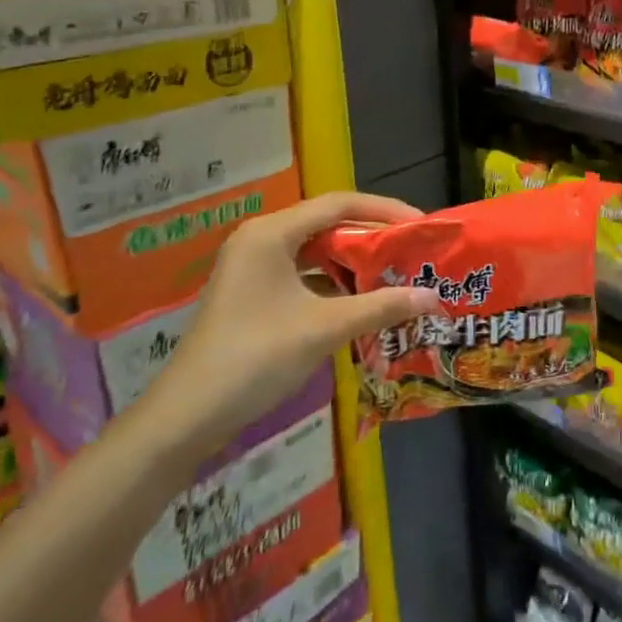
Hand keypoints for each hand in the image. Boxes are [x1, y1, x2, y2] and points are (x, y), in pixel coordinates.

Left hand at [134, 192, 440, 466]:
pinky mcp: (253, 294)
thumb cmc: (256, 358)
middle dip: (372, 237)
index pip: (339, 204)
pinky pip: (303, 275)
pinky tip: (361, 301)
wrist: (186, 417)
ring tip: (396, 274)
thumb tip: (434, 296)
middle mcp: (261, 240)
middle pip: (328, 224)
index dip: (385, 210)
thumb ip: (381, 306)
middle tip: (413, 251)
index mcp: (272, 233)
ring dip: (354, 262)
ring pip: (316, 251)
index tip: (421, 226)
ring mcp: (253, 268)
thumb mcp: (324, 328)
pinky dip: (334, 283)